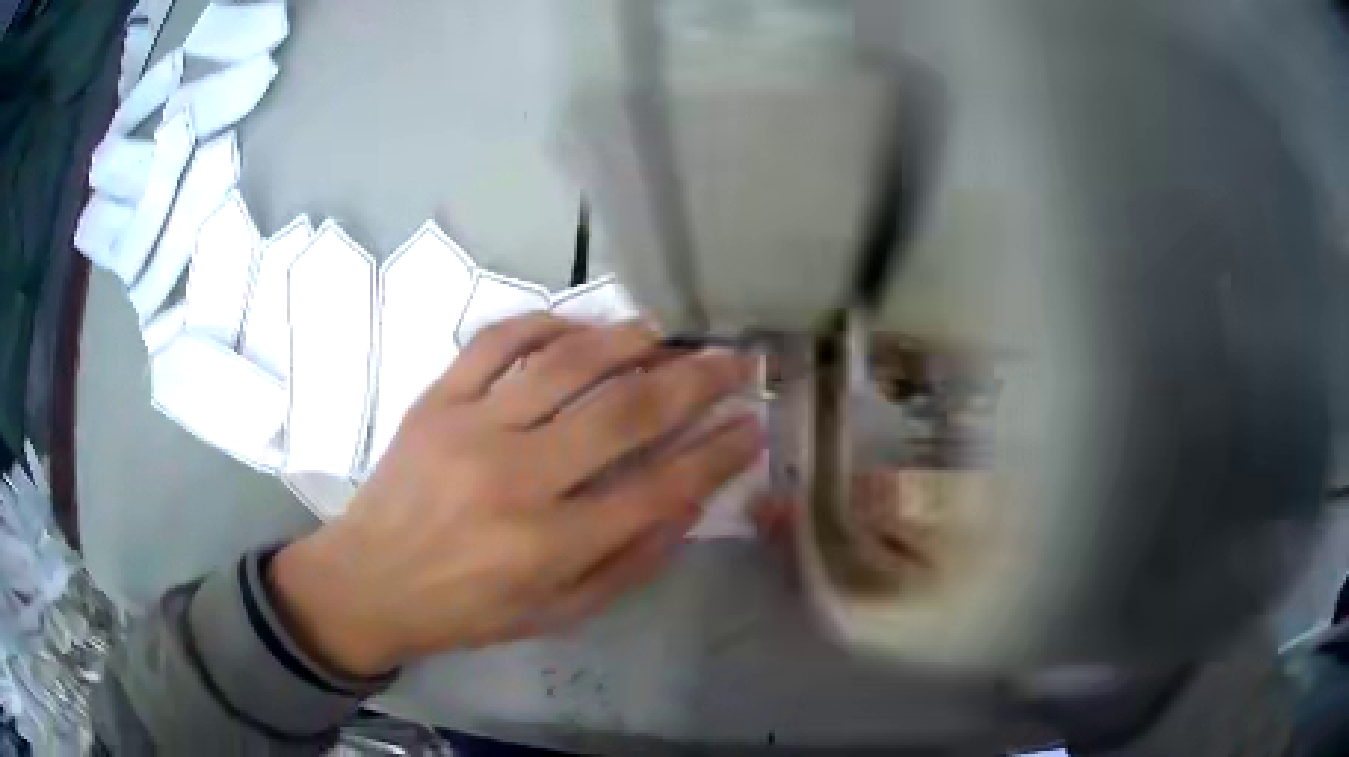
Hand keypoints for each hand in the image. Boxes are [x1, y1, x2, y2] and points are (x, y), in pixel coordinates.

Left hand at [270, 314, 762, 676]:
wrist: (370, 581)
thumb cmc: (468, 609)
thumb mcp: (558, 614)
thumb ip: (629, 563)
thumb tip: (689, 503)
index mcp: (549, 545)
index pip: (659, 487)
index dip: (718, 453)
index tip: (753, 425)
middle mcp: (515, 478)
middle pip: (625, 412)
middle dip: (696, 380)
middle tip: (736, 359)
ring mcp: (470, 428)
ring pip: (567, 363)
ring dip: (630, 340)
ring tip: (670, 332)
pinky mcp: (436, 400)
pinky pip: (498, 341)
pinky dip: (547, 323)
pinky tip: (581, 327)